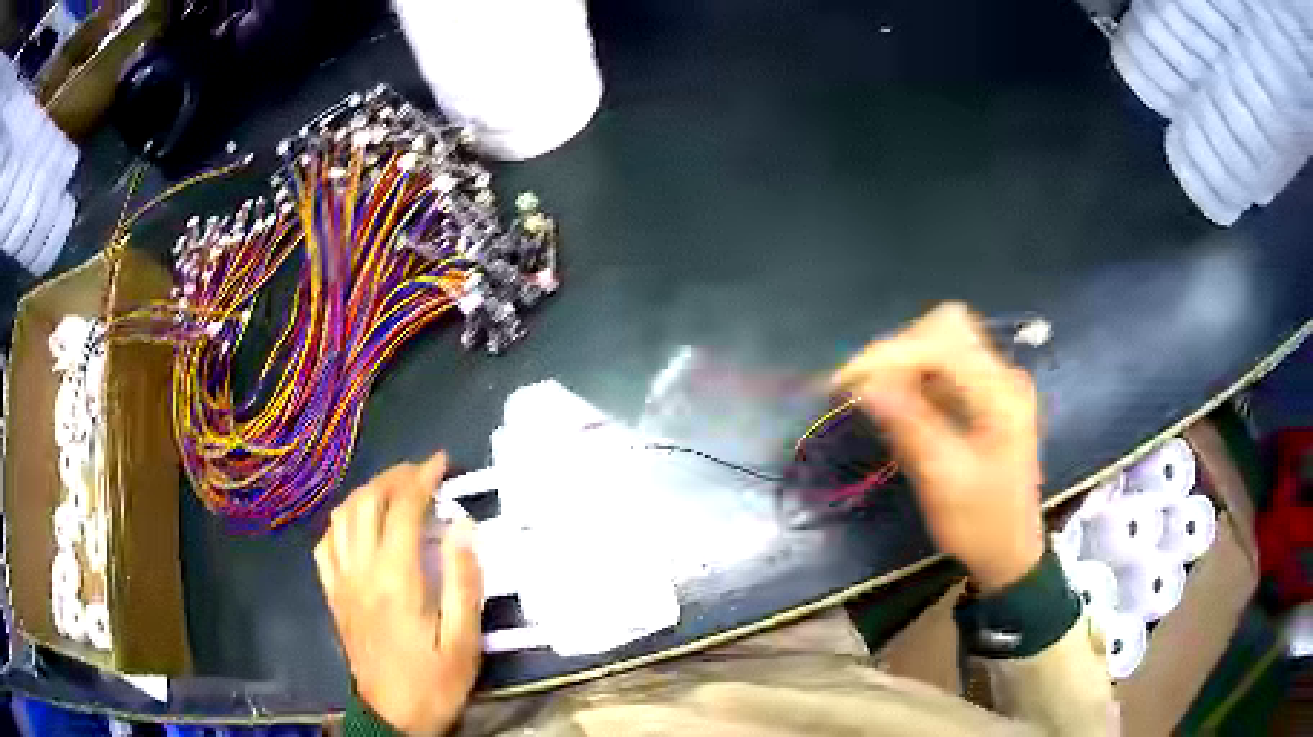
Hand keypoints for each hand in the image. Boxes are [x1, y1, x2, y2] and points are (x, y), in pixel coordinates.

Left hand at [314, 452, 481, 735]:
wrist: (393, 716)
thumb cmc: (434, 681)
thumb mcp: (463, 640)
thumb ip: (463, 582)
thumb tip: (462, 527)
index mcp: (395, 579)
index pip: (403, 509)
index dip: (422, 478)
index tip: (442, 461)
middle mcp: (361, 570)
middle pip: (366, 503)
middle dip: (393, 477)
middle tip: (420, 472)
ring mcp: (341, 582)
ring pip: (342, 518)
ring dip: (366, 493)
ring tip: (391, 490)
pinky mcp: (333, 595)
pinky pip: (326, 546)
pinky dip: (341, 524)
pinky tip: (357, 527)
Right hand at [833, 303, 1043, 591]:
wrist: (1011, 552)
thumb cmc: (982, 524)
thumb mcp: (944, 481)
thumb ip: (910, 427)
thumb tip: (865, 385)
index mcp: (1000, 393)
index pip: (942, 342)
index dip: (891, 355)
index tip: (845, 383)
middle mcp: (1002, 375)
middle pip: (945, 329)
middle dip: (898, 351)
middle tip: (861, 386)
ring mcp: (996, 383)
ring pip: (943, 342)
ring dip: (903, 361)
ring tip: (869, 392)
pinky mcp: (985, 395)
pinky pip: (945, 366)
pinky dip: (915, 375)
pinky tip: (896, 401)